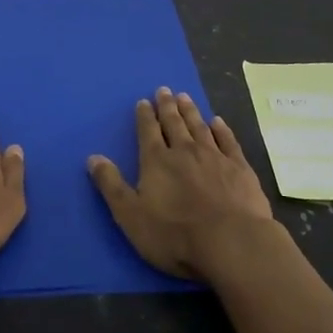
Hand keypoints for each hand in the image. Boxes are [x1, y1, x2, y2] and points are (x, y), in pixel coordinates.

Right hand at [88, 87, 278, 281]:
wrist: (231, 242)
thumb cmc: (175, 234)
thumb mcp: (131, 216)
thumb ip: (112, 186)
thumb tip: (93, 157)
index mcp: (157, 161)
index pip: (148, 131)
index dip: (145, 116)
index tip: (144, 101)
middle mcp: (185, 151)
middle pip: (174, 123)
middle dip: (167, 106)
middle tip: (164, 90)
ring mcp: (214, 156)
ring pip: (199, 127)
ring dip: (191, 111)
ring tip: (185, 97)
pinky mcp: (239, 167)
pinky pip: (228, 141)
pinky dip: (222, 129)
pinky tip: (218, 122)